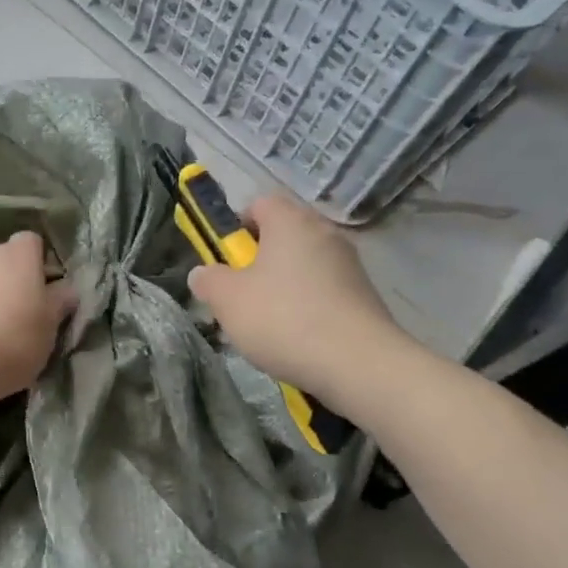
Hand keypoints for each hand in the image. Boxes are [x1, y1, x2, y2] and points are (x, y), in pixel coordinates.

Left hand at [0, 232, 74, 408]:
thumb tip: (66, 287)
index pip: (32, 242)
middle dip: (6, 278)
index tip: (41, 291)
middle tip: (13, 314)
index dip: (37, 263)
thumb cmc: (9, 346)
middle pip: (0, 257)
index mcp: (18, 258)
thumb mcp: (48, 332)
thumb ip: (58, 304)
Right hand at [187, 192, 414, 407]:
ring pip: (303, 265)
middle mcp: (325, 233)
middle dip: (258, 261)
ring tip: (267, 324)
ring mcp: (350, 265)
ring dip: (282, 286)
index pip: (260, 203)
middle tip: (240, 294)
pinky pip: (324, 290)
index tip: (227, 259)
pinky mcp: (364, 296)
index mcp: (291, 222)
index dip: (238, 226)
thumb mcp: (228, 300)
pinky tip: (296, 338)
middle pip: (283, 235)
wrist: (357, 364)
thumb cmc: (283, 319)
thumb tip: (203, 273)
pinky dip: (307, 306)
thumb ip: (209, 280)